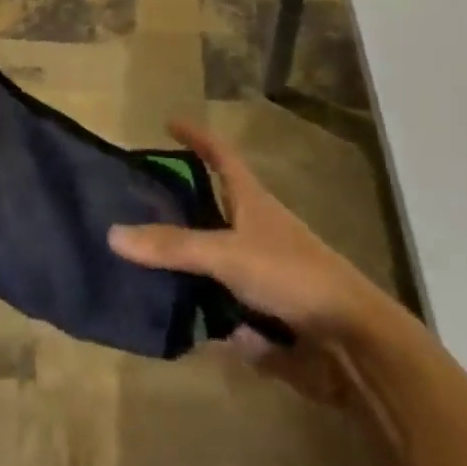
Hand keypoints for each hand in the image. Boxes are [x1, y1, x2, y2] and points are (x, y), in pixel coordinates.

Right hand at [108, 120, 405, 406]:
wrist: (353, 342)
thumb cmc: (292, 276)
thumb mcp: (227, 255)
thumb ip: (173, 247)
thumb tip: (113, 233)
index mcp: (252, 200)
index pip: (220, 154)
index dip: (197, 136)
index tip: (169, 123)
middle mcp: (259, 229)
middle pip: (216, 207)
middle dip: (184, 207)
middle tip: (143, 205)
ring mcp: (265, 271)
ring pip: (218, 261)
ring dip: (191, 267)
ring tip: (148, 270)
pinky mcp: (271, 312)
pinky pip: (228, 307)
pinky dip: (210, 316)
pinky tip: (184, 329)